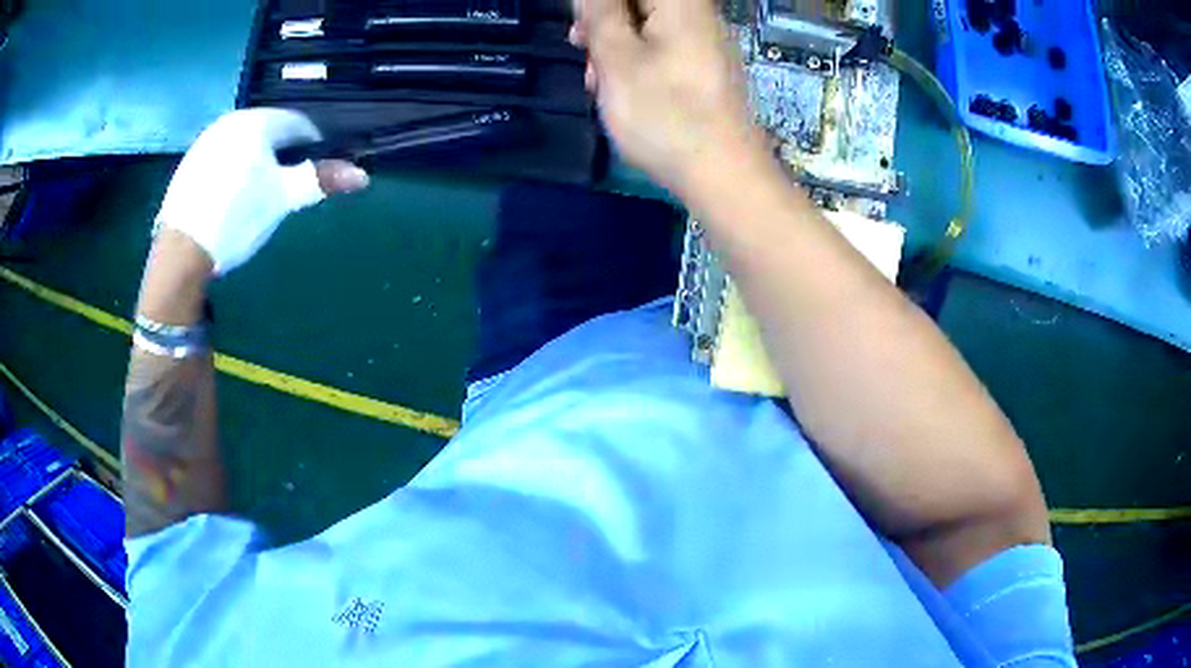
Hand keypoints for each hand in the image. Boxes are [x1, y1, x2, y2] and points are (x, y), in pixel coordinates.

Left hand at [155, 109, 369, 274]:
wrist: (181, 253)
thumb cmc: (237, 217)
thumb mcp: (282, 199)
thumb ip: (320, 180)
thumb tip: (362, 175)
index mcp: (255, 122)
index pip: (298, 123)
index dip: (314, 144)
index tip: (317, 169)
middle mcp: (229, 122)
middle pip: (269, 132)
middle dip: (282, 155)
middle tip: (287, 186)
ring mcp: (205, 142)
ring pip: (244, 145)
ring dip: (257, 162)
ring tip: (258, 194)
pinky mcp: (189, 165)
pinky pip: (222, 158)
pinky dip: (233, 171)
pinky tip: (230, 199)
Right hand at [570, 0, 768, 199]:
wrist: (723, 175)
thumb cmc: (664, 114)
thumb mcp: (618, 58)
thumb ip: (600, 13)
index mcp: (680, 3)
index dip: (597, 4)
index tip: (580, 24)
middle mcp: (697, 16)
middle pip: (637, 2)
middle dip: (602, 20)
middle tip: (578, 45)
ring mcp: (703, 44)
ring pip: (645, 26)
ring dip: (613, 44)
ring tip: (596, 80)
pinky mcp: (703, 70)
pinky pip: (661, 49)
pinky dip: (635, 61)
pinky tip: (619, 89)